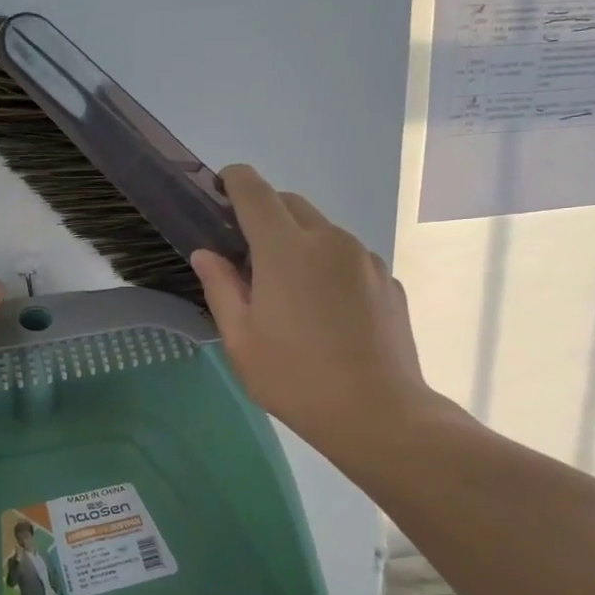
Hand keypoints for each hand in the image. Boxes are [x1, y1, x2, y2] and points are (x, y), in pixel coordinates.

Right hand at [191, 166, 464, 461]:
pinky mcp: (387, 280)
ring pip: (322, 230)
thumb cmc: (295, 378)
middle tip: (248, 257)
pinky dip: (328, 266)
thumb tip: (207, 254)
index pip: (254, 189)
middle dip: (264, 215)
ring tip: (291, 292)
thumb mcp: (241, 340)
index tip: (219, 194)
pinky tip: (327, 313)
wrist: (377, 412)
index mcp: (285, 248)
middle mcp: (329, 239)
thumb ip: (220, 287)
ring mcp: (364, 258)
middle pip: (289, 203)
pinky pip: (348, 257)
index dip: (232, 181)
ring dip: (299, 242)